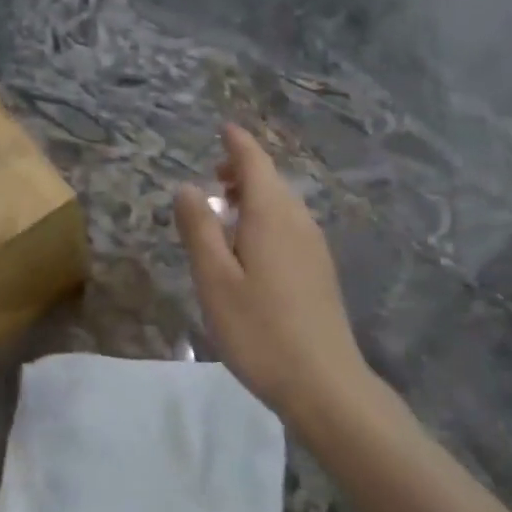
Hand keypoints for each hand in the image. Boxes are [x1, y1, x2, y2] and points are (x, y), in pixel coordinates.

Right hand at [174, 124, 371, 419]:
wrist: (324, 383)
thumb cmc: (260, 330)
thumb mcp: (215, 280)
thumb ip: (199, 229)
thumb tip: (188, 186)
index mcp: (273, 214)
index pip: (255, 162)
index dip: (237, 143)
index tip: (223, 128)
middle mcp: (299, 221)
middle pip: (272, 181)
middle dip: (243, 171)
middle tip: (213, 179)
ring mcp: (315, 247)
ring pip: (283, 206)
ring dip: (255, 198)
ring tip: (227, 212)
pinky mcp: (320, 271)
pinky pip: (291, 227)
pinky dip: (267, 220)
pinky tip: (251, 249)